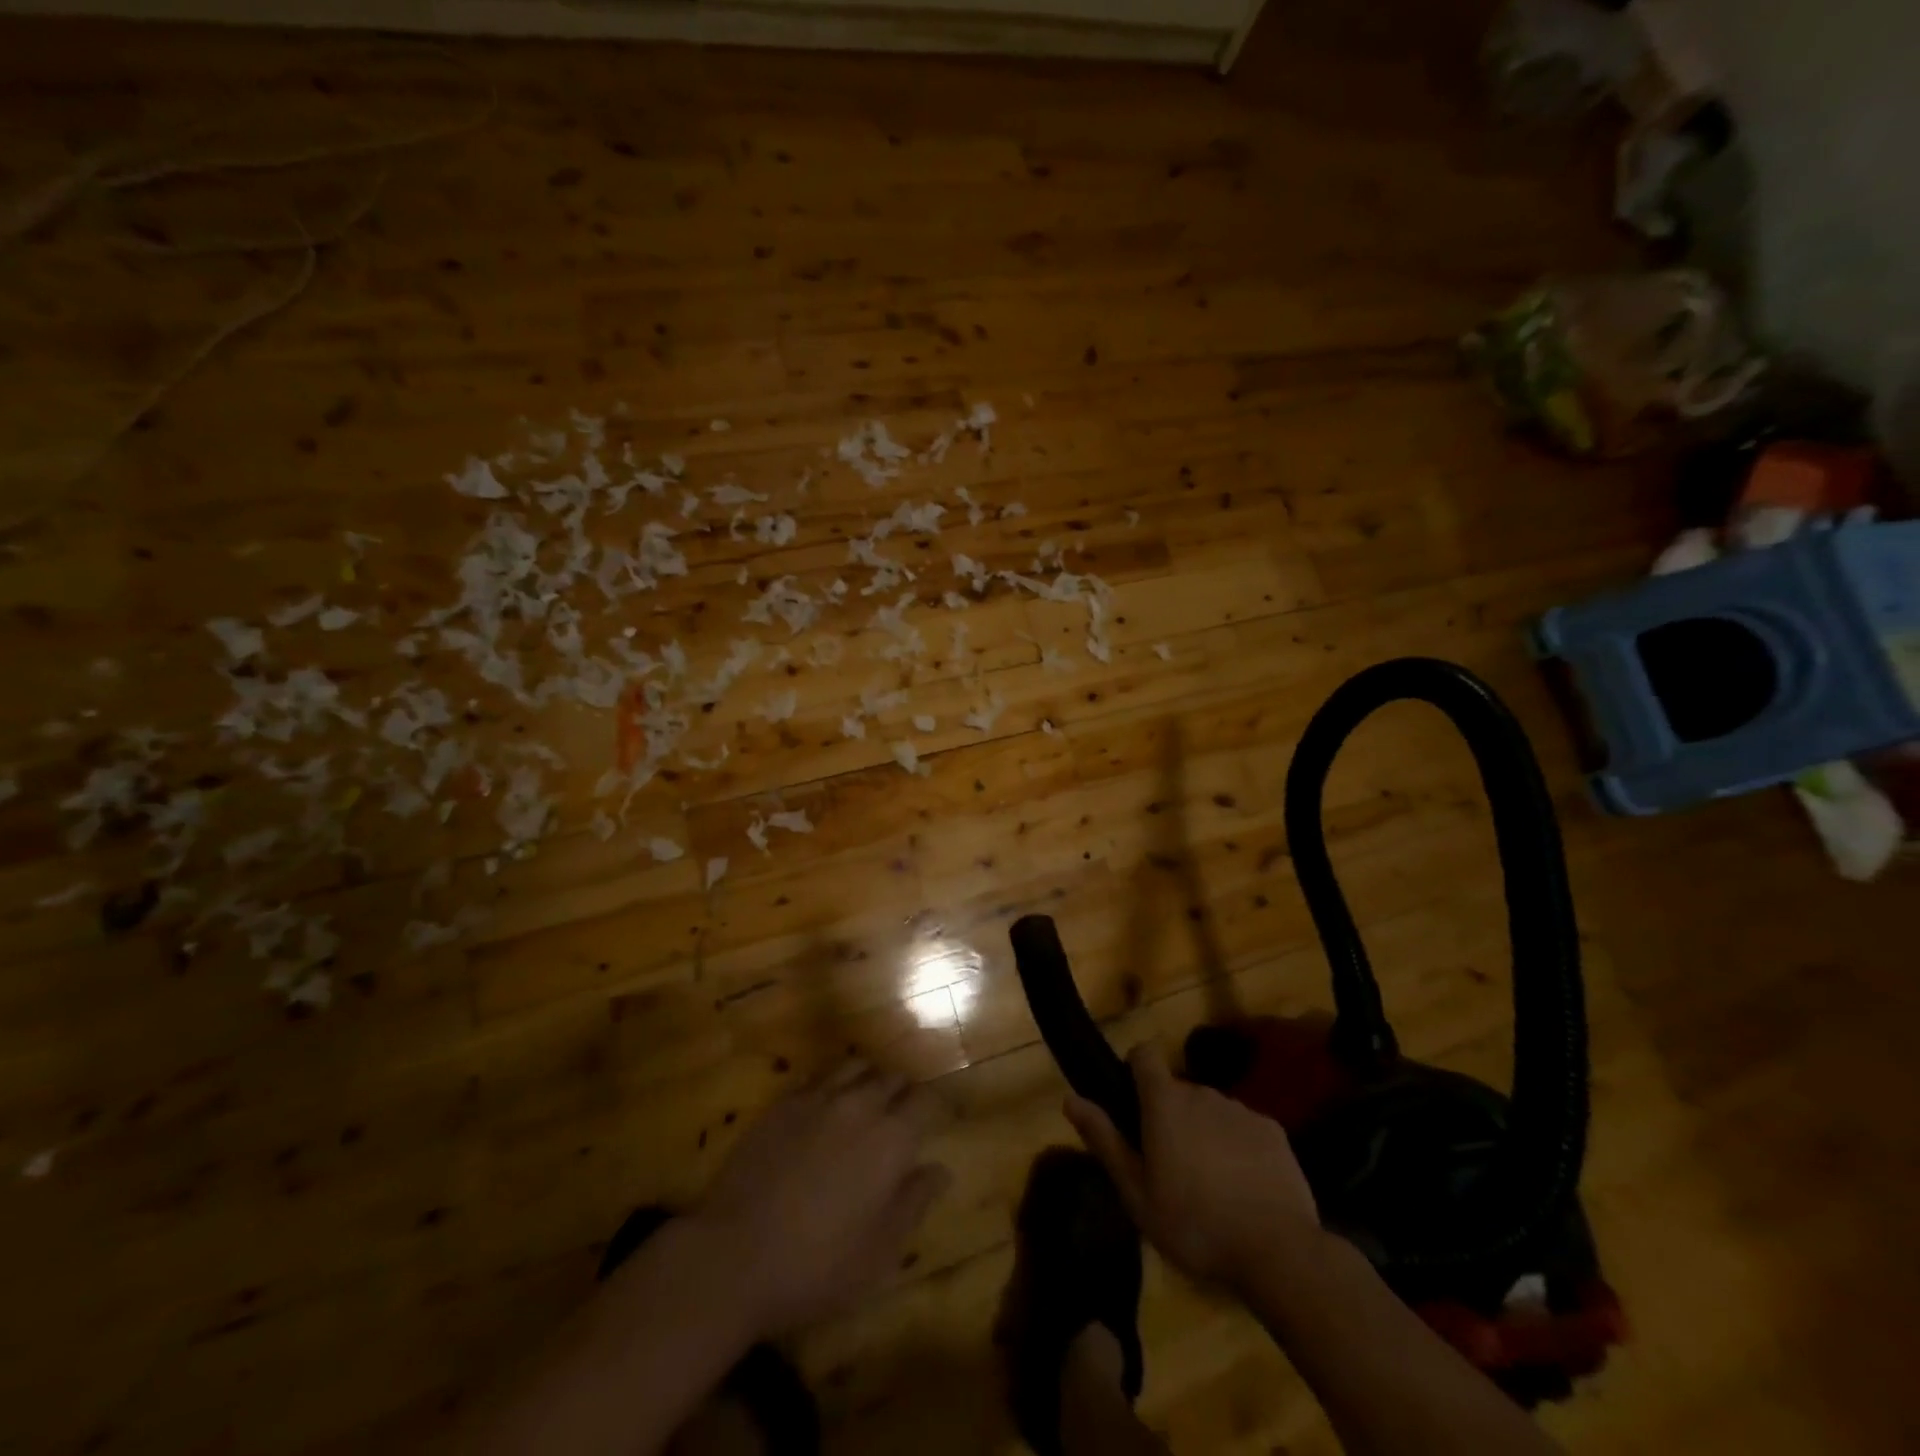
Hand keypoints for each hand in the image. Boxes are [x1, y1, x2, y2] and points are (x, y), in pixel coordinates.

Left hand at [687, 1059, 949, 1336]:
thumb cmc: (817, 1266)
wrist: (733, 1255)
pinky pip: (817, 1077)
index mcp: (892, 1138)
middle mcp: (860, 1104)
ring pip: (855, 1066)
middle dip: (904, 1092)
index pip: (927, 1101)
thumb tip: (941, 1169)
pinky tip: (825, 1106)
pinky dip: (831, 1084)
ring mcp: (817, 1098)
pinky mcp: (782, 1103)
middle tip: (904, 1115)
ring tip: (867, 1101)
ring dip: (868, 1079)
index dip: (938, 1106)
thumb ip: (915, 1203)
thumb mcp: (880, 1252)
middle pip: (892, 1077)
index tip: (941, 1117)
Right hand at [1066, 1040, 1320, 1287]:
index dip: (1135, 1069)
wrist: (1278, 1252)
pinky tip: (1243, 1188)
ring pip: (1211, 1109)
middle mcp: (1202, 1092)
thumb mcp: (1136, 1193)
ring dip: (1203, 1131)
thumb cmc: (1194, 1225)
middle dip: (1170, 1115)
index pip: (1144, 1054)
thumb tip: (1070, 1098)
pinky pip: (1243, 1127)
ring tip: (1208, 1183)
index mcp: (1165, 1102)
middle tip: (1169, 1165)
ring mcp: (1241, 1109)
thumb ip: (1104, 1140)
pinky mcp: (1273, 1131)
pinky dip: (1237, 1146)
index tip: (1133, 1104)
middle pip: (1177, 1090)